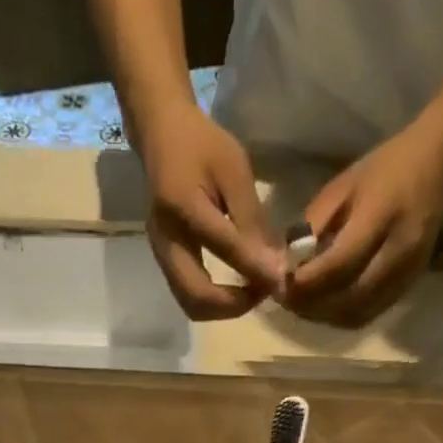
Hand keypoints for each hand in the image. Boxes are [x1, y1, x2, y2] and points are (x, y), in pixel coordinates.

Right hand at [136, 104, 286, 319]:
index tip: (281, 282)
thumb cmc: (202, 145)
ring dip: (224, 307)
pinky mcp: (164, 262)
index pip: (223, 248)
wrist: (161, 135)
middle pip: (197, 298)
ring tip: (252, 290)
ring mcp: (161, 256)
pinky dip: (215, 300)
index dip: (255, 269)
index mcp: (184, 206)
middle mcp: (166, 240)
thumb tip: (275, 265)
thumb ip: (253, 220)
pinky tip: (236, 285)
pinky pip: (189, 295)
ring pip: (191, 304)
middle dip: (234, 305)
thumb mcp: (235, 171)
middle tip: (263, 291)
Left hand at [286, 116, 442, 327]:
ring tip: (302, 306)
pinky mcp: (408, 286)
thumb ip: (313, 227)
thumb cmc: (384, 169)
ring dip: (324, 317)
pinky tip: (325, 307)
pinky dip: (342, 317)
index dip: (306, 282)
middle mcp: (398, 250)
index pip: (339, 264)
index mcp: (381, 215)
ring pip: (357, 313)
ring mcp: (407, 273)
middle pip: (348, 298)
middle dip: (311, 305)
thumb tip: (285, 265)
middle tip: (286, 300)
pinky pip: (369, 314)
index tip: (281, 284)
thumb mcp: (341, 187)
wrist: (438, 163)